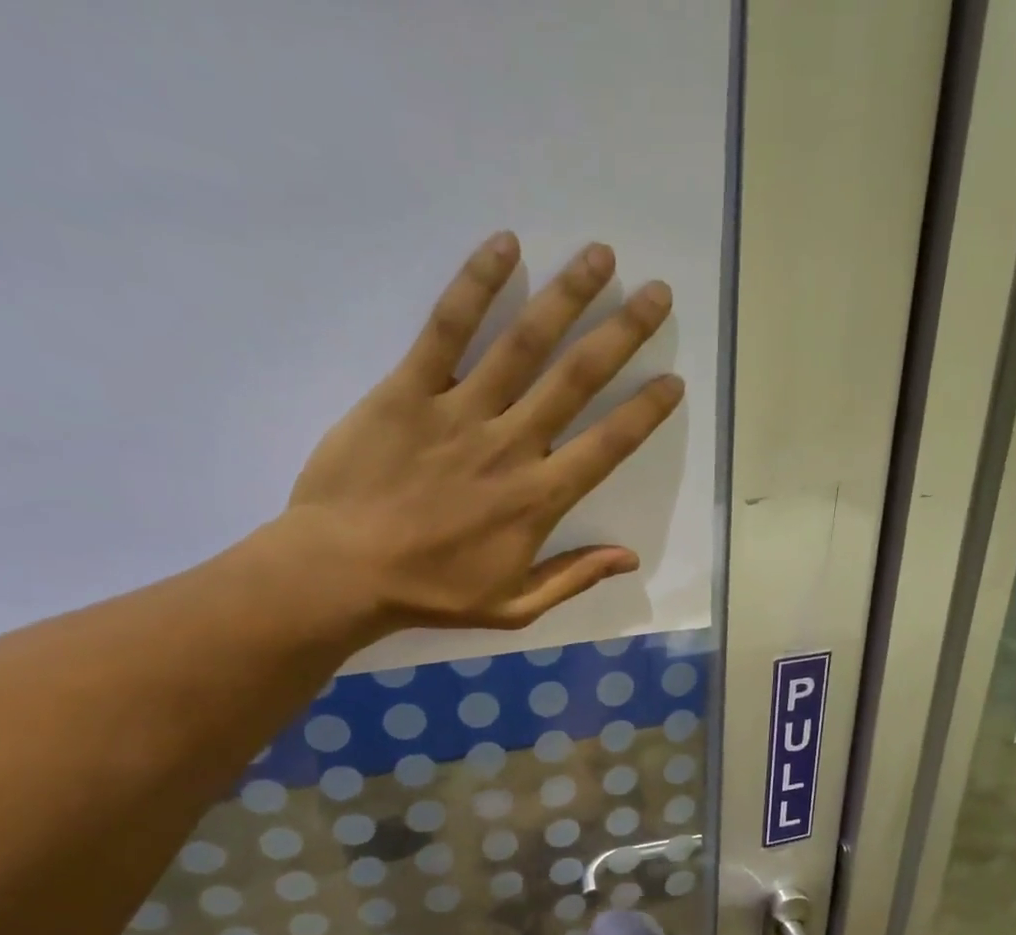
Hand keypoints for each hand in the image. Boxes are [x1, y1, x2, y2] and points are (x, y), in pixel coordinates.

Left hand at [281, 231, 681, 637]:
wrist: (343, 572)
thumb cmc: (431, 594)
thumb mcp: (514, 608)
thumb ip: (573, 578)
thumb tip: (630, 557)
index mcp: (539, 499)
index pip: (608, 445)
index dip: (645, 412)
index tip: (672, 380)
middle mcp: (511, 446)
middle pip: (577, 379)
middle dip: (624, 334)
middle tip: (657, 293)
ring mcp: (460, 412)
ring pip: (524, 343)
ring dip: (568, 296)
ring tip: (602, 256)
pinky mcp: (408, 389)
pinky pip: (447, 328)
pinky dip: (476, 284)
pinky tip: (506, 246)